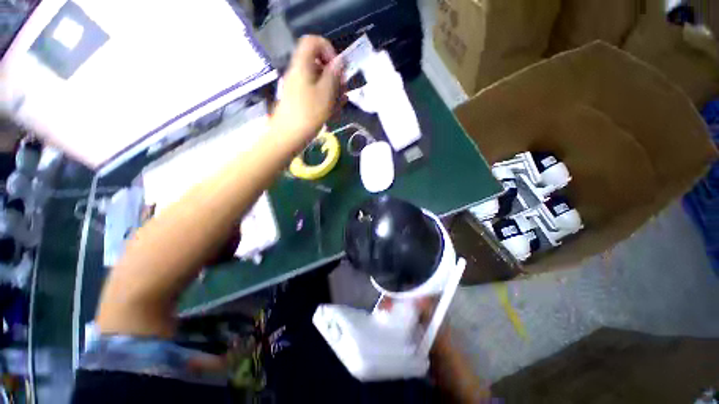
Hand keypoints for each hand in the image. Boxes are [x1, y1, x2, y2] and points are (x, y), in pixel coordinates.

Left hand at [271, 35, 343, 144]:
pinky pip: (315, 94)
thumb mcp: (326, 93)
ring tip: (341, 106)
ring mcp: (299, 88)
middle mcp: (299, 73)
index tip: (338, 69)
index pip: (313, 42)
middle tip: (343, 92)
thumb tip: (340, 60)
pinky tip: (334, 113)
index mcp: (303, 65)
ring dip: (333, 92)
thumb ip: (334, 74)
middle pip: (319, 64)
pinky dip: (325, 101)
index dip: (328, 50)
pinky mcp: (300, 101)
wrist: (288, 136)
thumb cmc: (308, 114)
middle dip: (335, 77)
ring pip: (319, 82)